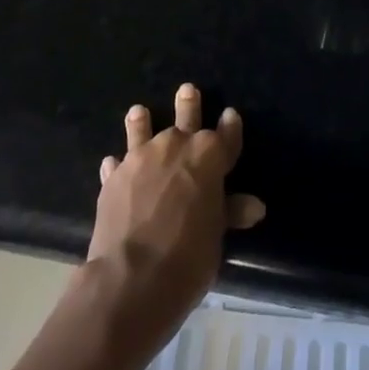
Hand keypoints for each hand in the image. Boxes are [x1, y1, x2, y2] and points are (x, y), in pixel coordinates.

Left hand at [91, 84, 265, 351]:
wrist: (131, 279)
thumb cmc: (187, 257)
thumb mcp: (216, 236)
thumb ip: (229, 212)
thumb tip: (255, 207)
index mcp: (209, 155)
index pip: (227, 134)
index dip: (230, 126)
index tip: (231, 115)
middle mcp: (175, 145)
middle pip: (185, 117)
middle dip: (188, 104)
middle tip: (187, 90)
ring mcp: (140, 158)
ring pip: (143, 130)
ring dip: (142, 122)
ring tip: (139, 112)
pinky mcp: (113, 178)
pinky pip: (117, 164)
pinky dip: (117, 165)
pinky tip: (113, 164)